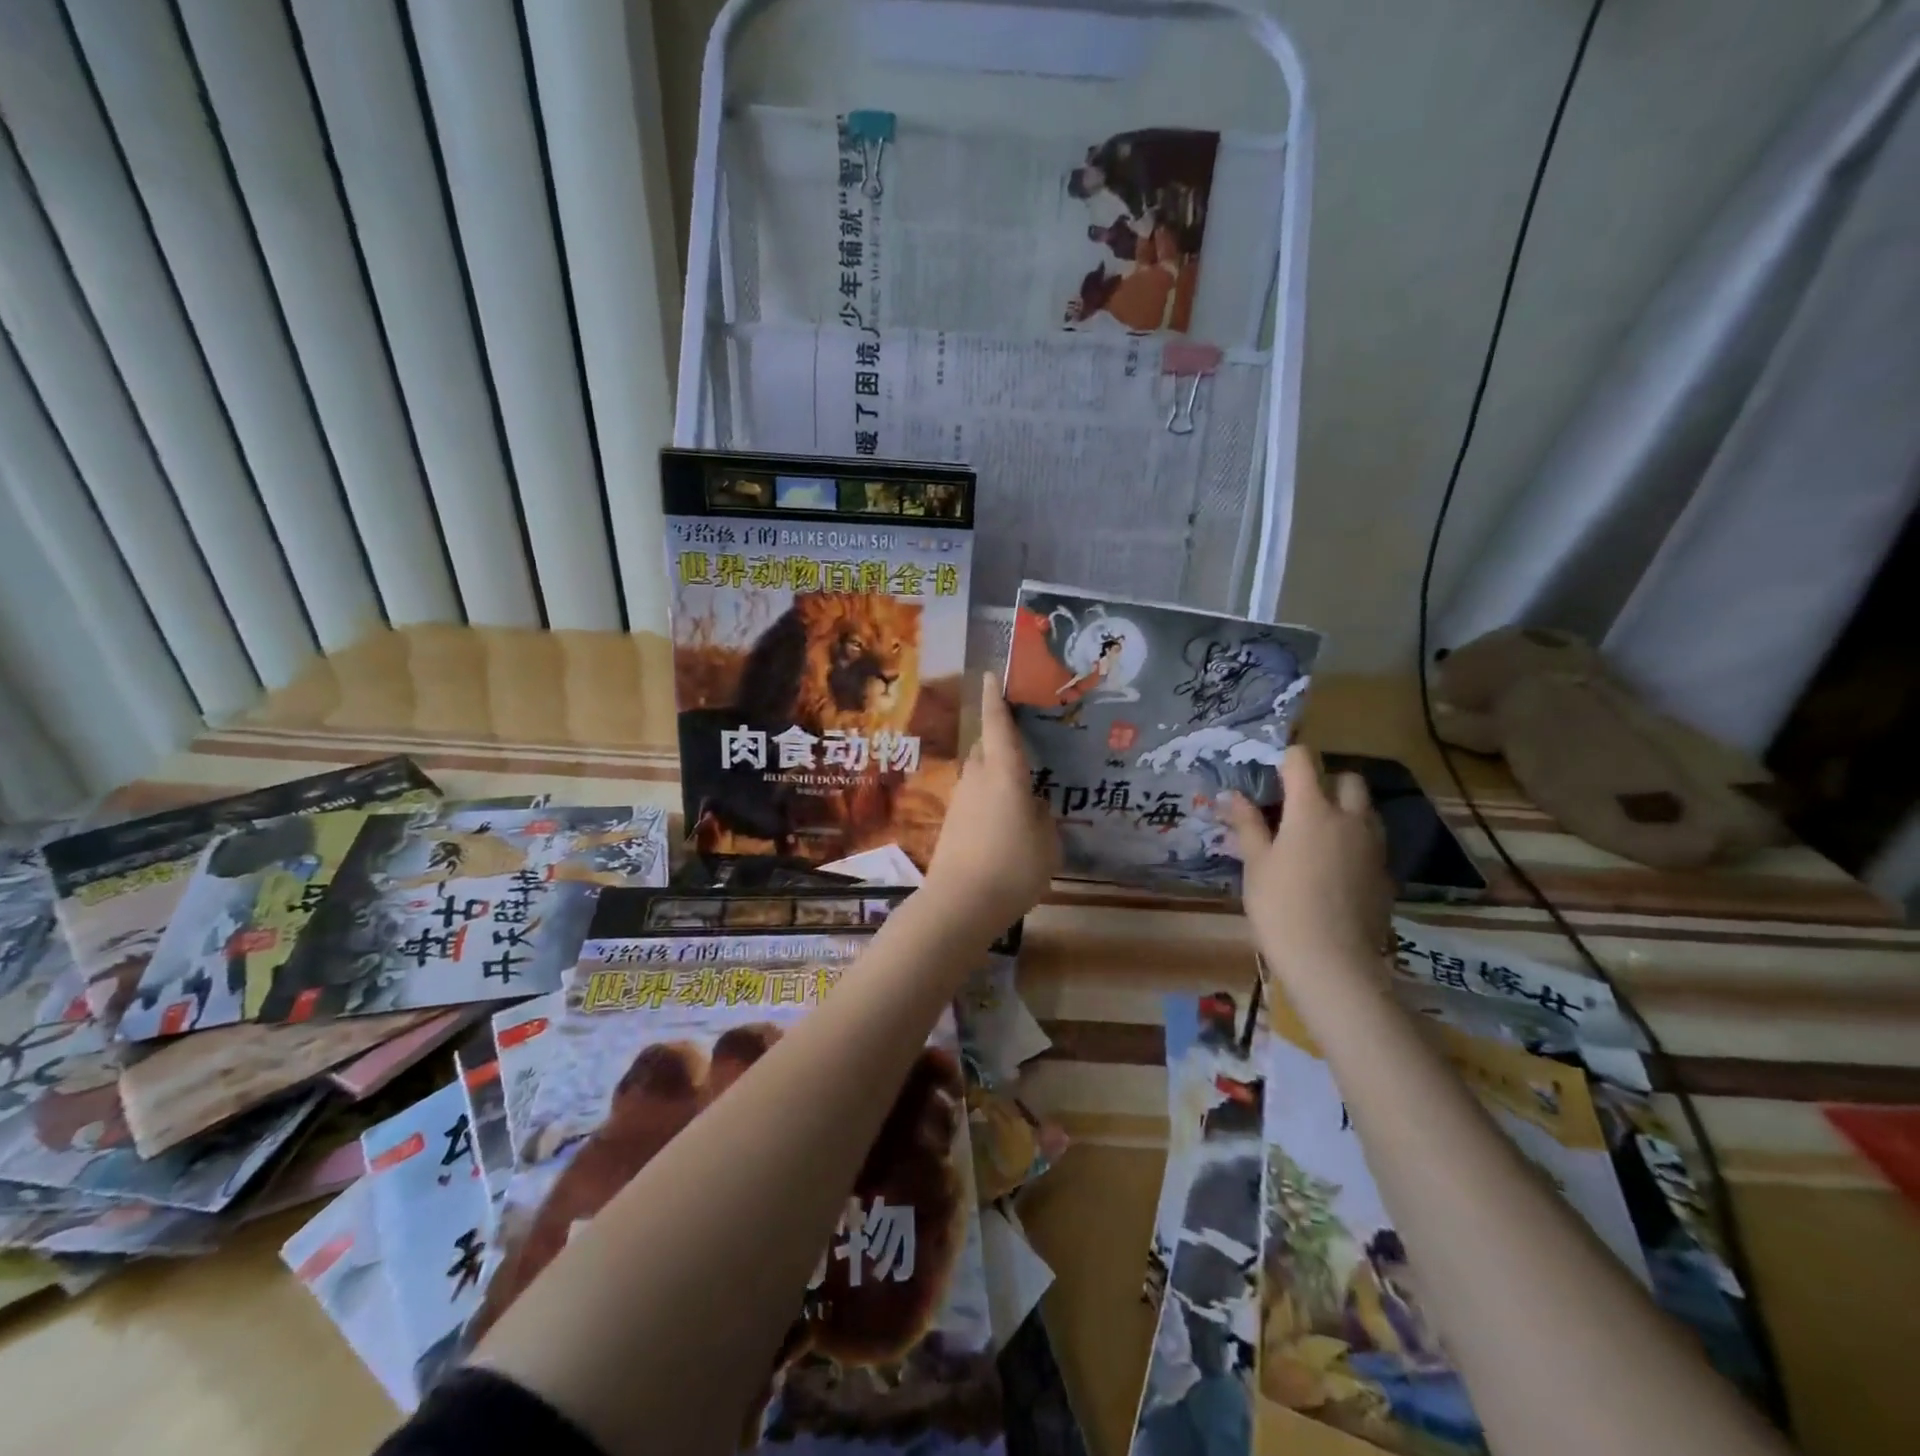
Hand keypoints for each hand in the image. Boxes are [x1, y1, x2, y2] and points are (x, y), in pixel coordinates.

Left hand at [925, 675, 1059, 929]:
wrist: (960, 904)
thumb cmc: (1014, 867)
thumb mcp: (1047, 843)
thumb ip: (1043, 818)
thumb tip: (1034, 805)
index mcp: (1004, 773)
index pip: (997, 726)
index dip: (994, 699)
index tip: (990, 675)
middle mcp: (977, 778)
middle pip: (986, 749)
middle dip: (1000, 743)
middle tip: (1024, 747)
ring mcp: (960, 801)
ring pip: (979, 776)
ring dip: (996, 776)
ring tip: (1021, 793)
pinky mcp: (951, 824)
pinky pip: (974, 800)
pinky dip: (989, 802)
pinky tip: (1005, 824)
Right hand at [1220, 747, 1390, 988]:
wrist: (1333, 963)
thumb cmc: (1281, 908)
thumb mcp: (1255, 865)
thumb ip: (1247, 825)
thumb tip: (1232, 795)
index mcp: (1312, 810)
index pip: (1303, 760)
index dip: (1286, 760)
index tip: (1270, 777)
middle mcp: (1350, 819)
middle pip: (1348, 779)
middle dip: (1325, 781)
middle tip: (1298, 805)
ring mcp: (1373, 846)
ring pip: (1366, 809)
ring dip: (1345, 809)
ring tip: (1317, 835)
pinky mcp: (1385, 873)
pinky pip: (1372, 842)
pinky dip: (1355, 841)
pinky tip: (1334, 868)